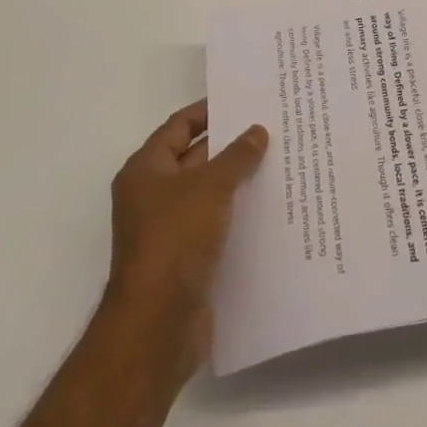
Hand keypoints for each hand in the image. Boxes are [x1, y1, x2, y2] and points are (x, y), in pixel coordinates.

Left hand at [105, 99, 267, 381]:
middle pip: (195, 158)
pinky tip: (271, 207)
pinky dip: (237, 214)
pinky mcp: (186, 260)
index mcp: (146, 170)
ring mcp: (168, 230)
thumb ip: (236, 156)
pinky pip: (215, 225)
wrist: (157, 326)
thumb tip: (257, 131)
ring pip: (208, 193)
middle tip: (272, 128)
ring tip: (280, 162)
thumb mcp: (210, 187)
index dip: (209, 111)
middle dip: (231, 146)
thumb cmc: (175, 240)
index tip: (245, 100)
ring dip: (238, 181)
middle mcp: (152, 196)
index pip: (179, 126)